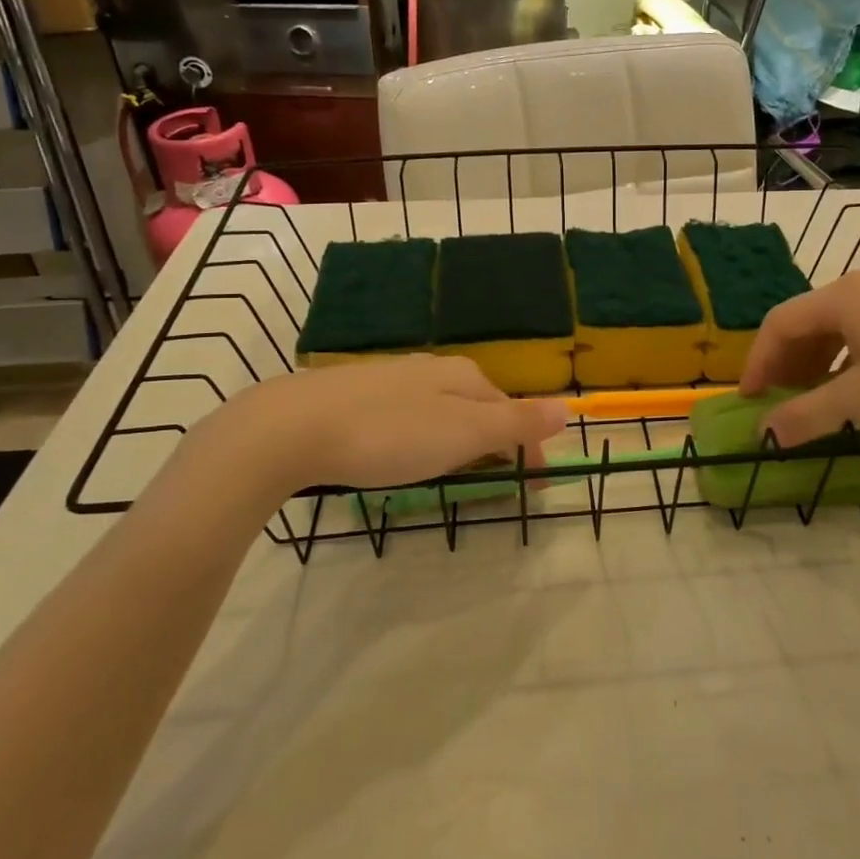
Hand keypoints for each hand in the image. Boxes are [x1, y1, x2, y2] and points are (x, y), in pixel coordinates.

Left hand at [179, 355, 568, 504]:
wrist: (293, 427)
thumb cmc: (388, 434)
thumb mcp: (462, 433)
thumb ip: (514, 423)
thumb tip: (566, 407)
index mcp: (464, 376)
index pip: (512, 412)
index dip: (528, 449)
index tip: (533, 489)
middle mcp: (432, 369)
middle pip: (479, 406)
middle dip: (494, 442)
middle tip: (496, 482)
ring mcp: (393, 380)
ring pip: (443, 410)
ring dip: (459, 440)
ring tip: (456, 471)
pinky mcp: (359, 396)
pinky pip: (409, 416)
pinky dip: (423, 437)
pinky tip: (404, 452)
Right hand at [740, 271, 859, 445]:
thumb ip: (805, 414)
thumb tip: (764, 433)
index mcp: (844, 296)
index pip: (781, 323)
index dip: (758, 361)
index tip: (750, 399)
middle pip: (807, 320)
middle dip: (786, 362)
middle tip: (778, 401)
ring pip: (838, 325)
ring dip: (815, 361)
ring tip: (812, 398)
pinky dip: (846, 356)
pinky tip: (853, 386)